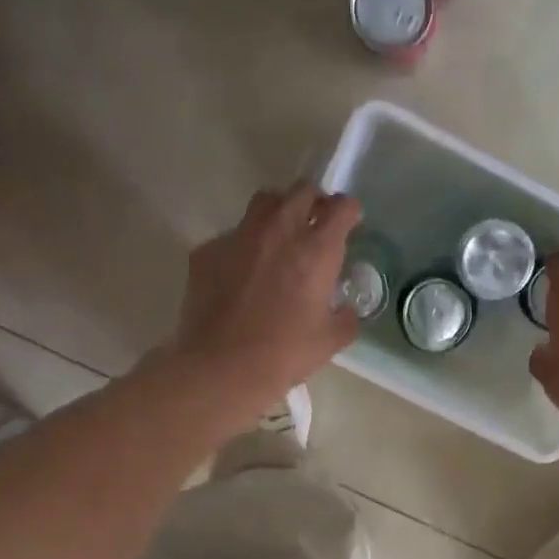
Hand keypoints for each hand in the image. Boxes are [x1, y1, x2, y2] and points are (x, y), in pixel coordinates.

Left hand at [168, 183, 362, 418]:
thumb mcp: (331, 341)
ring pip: (264, 203)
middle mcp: (279, 230)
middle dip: (314, 202)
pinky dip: (244, 246)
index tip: (350, 222)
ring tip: (280, 238)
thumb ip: (346, 318)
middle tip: (316, 224)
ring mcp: (239, 236)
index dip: (349, 212)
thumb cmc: (284, 354)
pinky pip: (232, 235)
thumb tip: (345, 310)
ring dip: (279, 212)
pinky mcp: (208, 250)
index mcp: (316, 250)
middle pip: (302, 191)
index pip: (341, 208)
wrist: (222, 367)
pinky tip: (242, 274)